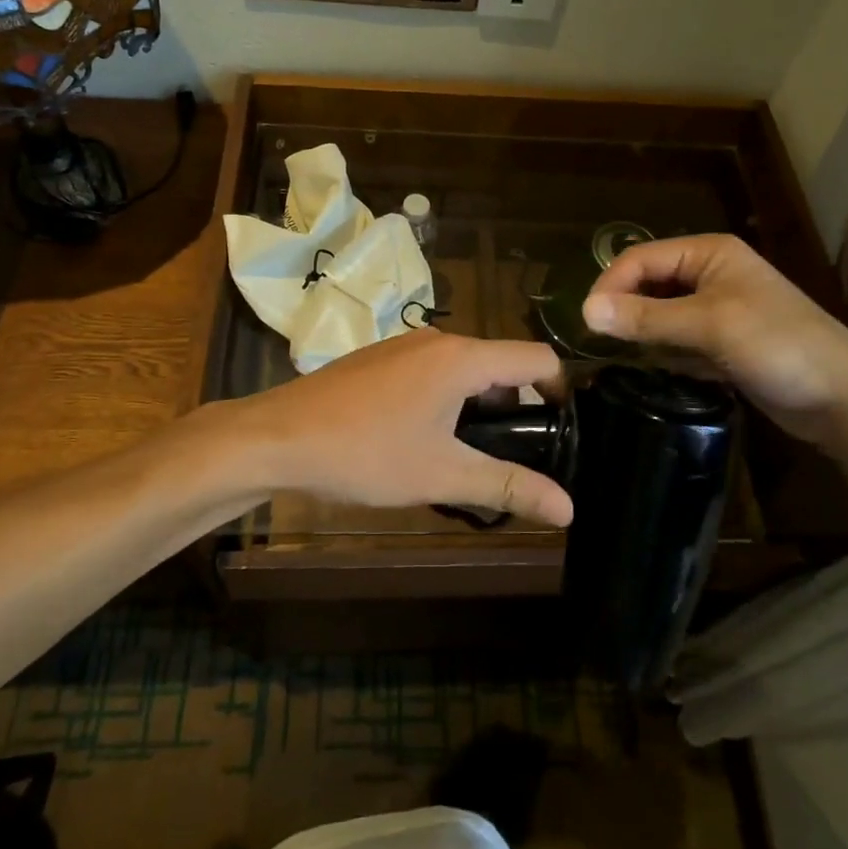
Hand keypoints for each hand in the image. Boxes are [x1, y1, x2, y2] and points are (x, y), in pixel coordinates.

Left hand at [211, 330, 572, 525]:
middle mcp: (438, 339)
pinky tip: (424, 441)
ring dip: (478, 407)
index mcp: (462, 357)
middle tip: (511, 458)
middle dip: (515, 408)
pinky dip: (447, 399)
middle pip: (501, 364)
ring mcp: (405, 346)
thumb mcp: (442, 473)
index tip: (561, 433)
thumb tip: (569, 508)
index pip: (536, 358)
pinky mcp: (381, 359)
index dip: (560, 392)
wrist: (278, 437)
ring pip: (465, 369)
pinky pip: (433, 371)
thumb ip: (509, 486)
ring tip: (467, 457)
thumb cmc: (366, 453)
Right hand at [582, 234, 847, 451]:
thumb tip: (586, 311)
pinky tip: (666, 371)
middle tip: (603, 345)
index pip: (640, 258)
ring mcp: (718, 310)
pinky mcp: (723, 343)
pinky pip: (678, 340)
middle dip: (627, 311)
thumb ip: (646, 318)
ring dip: (645, 335)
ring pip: (660, 315)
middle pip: (648, 285)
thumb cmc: (779, 346)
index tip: (588, 324)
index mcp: (708, 254)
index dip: (611, 286)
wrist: (845, 399)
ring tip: (630, 360)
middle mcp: (710, 274)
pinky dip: (667, 354)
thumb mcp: (709, 326)